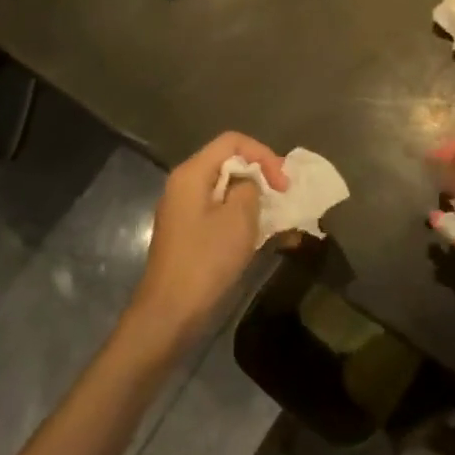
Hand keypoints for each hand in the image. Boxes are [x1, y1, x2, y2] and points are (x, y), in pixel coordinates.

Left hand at [129, 131, 287, 346]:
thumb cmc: (206, 260)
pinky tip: (263, 237)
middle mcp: (184, 185)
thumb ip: (249, 188)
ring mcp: (184, 210)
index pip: (232, 142)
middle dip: (261, 175)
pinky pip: (220, 212)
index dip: (263, 154)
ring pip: (226, 189)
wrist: (170, 312)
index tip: (283, 184)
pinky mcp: (188, 233)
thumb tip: (248, 185)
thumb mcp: (239, 218)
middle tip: (284, 198)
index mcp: (192, 173)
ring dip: (254, 199)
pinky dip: (242, 218)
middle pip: (228, 163)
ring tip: (279, 219)